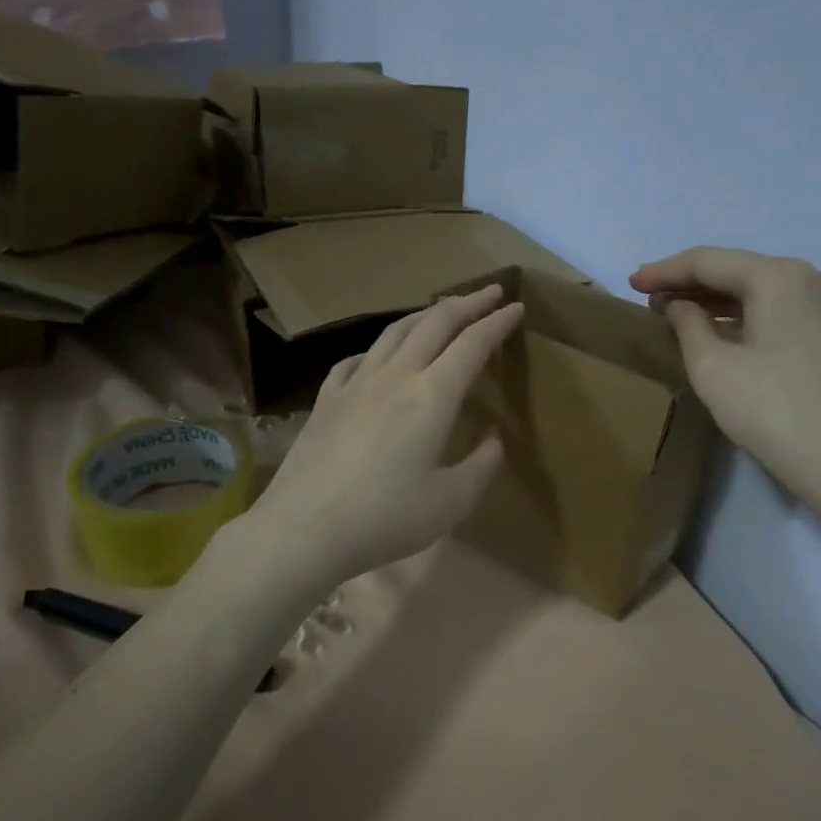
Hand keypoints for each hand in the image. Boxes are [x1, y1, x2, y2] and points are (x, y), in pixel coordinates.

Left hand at [245, 285, 522, 586]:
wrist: (305, 528)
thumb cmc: (386, 518)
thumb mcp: (452, 501)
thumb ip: (482, 464)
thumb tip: (493, 436)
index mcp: (432, 396)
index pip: (473, 344)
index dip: (497, 322)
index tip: (515, 307)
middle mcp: (395, 376)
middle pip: (434, 324)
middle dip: (467, 303)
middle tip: (489, 292)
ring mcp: (355, 383)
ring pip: (394, 332)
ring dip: (424, 315)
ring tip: (441, 311)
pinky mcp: (326, 399)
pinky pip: (356, 359)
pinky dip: (378, 347)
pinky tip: (378, 355)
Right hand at [629, 248, 820, 509]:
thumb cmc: (771, 409)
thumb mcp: (712, 367)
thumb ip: (688, 325)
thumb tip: (680, 305)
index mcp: (779, 276)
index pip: (709, 261)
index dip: (665, 271)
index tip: (631, 282)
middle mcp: (811, 278)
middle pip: (738, 271)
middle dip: (691, 283)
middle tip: (650, 297)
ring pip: (761, 291)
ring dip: (717, 301)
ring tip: (677, 314)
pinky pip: (780, 311)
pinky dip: (745, 316)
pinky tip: (721, 332)